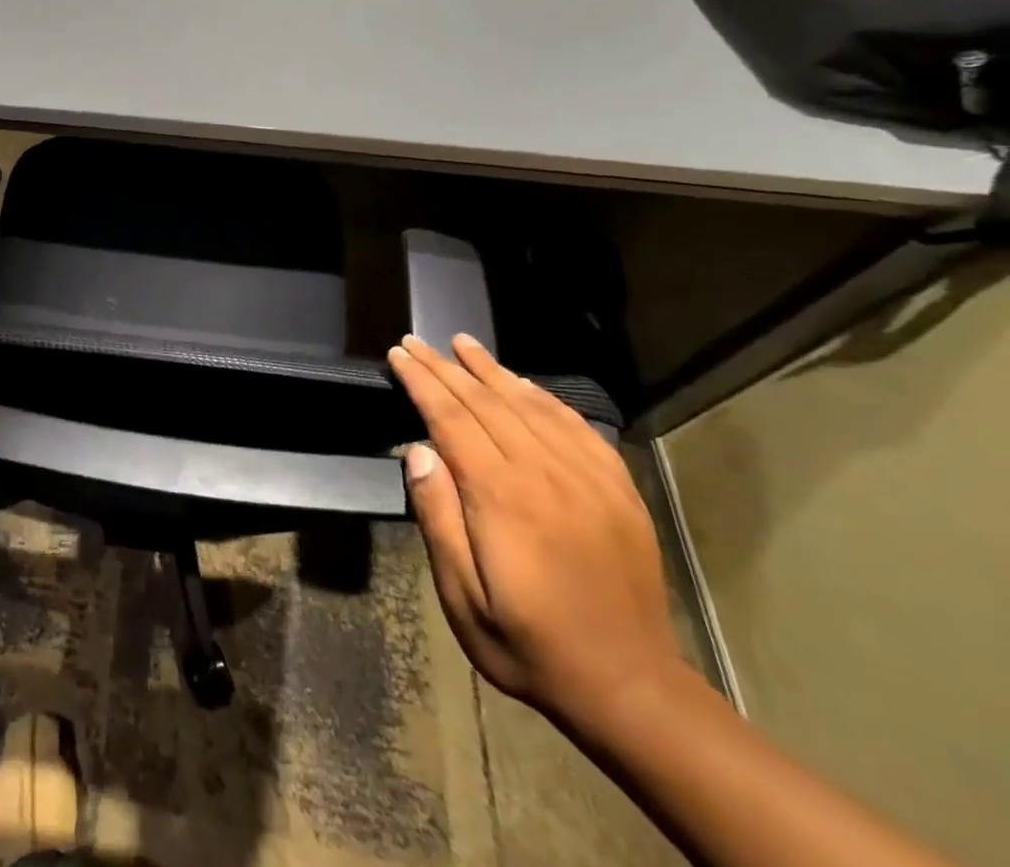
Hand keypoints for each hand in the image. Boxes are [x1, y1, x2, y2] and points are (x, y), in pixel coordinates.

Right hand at [386, 333, 684, 730]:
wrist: (630, 688)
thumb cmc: (529, 644)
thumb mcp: (462, 596)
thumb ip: (439, 518)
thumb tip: (418, 451)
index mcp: (503, 496)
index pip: (452, 418)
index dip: (422, 382)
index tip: (398, 354)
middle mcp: (546, 474)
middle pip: (487, 402)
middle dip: (446, 367)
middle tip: (417, 341)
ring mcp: (589, 479)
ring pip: (532, 405)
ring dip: (493, 371)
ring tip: (464, 344)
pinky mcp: (619, 491)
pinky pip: (578, 428)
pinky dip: (545, 398)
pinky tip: (525, 385)